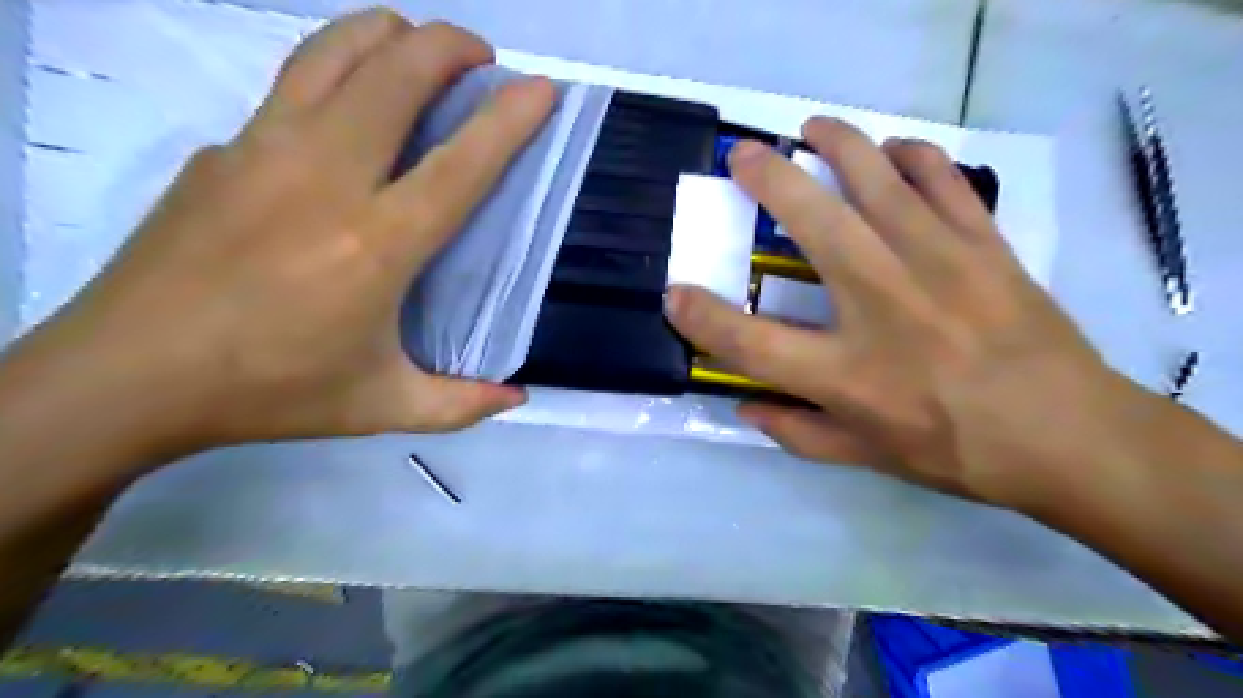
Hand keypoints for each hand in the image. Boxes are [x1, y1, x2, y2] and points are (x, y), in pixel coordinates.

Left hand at [22, 14, 552, 453]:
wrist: (126, 375)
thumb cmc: (271, 391)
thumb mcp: (382, 407)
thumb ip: (460, 405)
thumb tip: (517, 398)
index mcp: (376, 244)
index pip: (458, 164)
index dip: (508, 119)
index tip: (542, 89)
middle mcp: (325, 178)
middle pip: (394, 73)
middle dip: (449, 45)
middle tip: (482, 57)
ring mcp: (264, 151)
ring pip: (334, 53)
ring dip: (388, 34)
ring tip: (418, 48)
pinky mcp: (223, 149)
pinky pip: (294, 85)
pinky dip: (338, 71)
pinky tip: (350, 111)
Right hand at [669, 118, 1134, 512]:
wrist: (1068, 434)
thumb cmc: (957, 450)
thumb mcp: (865, 457)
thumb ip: (796, 433)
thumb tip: (744, 406)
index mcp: (846, 372)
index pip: (750, 342)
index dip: (701, 317)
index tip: (674, 293)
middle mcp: (882, 304)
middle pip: (811, 223)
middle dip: (766, 179)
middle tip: (743, 155)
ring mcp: (936, 263)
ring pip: (877, 178)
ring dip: (837, 143)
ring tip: (811, 130)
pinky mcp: (981, 243)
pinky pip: (941, 178)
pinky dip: (911, 155)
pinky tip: (893, 154)